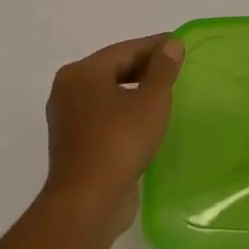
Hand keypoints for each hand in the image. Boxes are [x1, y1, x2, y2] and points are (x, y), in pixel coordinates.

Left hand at [40, 34, 184, 237]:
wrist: (87, 203)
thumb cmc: (120, 141)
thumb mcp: (151, 100)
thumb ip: (163, 69)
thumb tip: (171, 45)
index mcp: (82, 73)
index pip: (125, 49)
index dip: (156, 46)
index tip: (180, 45)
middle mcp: (68, 90)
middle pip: (114, 69)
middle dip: (145, 68)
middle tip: (176, 69)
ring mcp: (67, 118)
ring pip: (108, 93)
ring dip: (135, 91)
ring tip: (165, 94)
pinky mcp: (73, 143)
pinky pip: (104, 116)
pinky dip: (124, 111)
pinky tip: (146, 120)